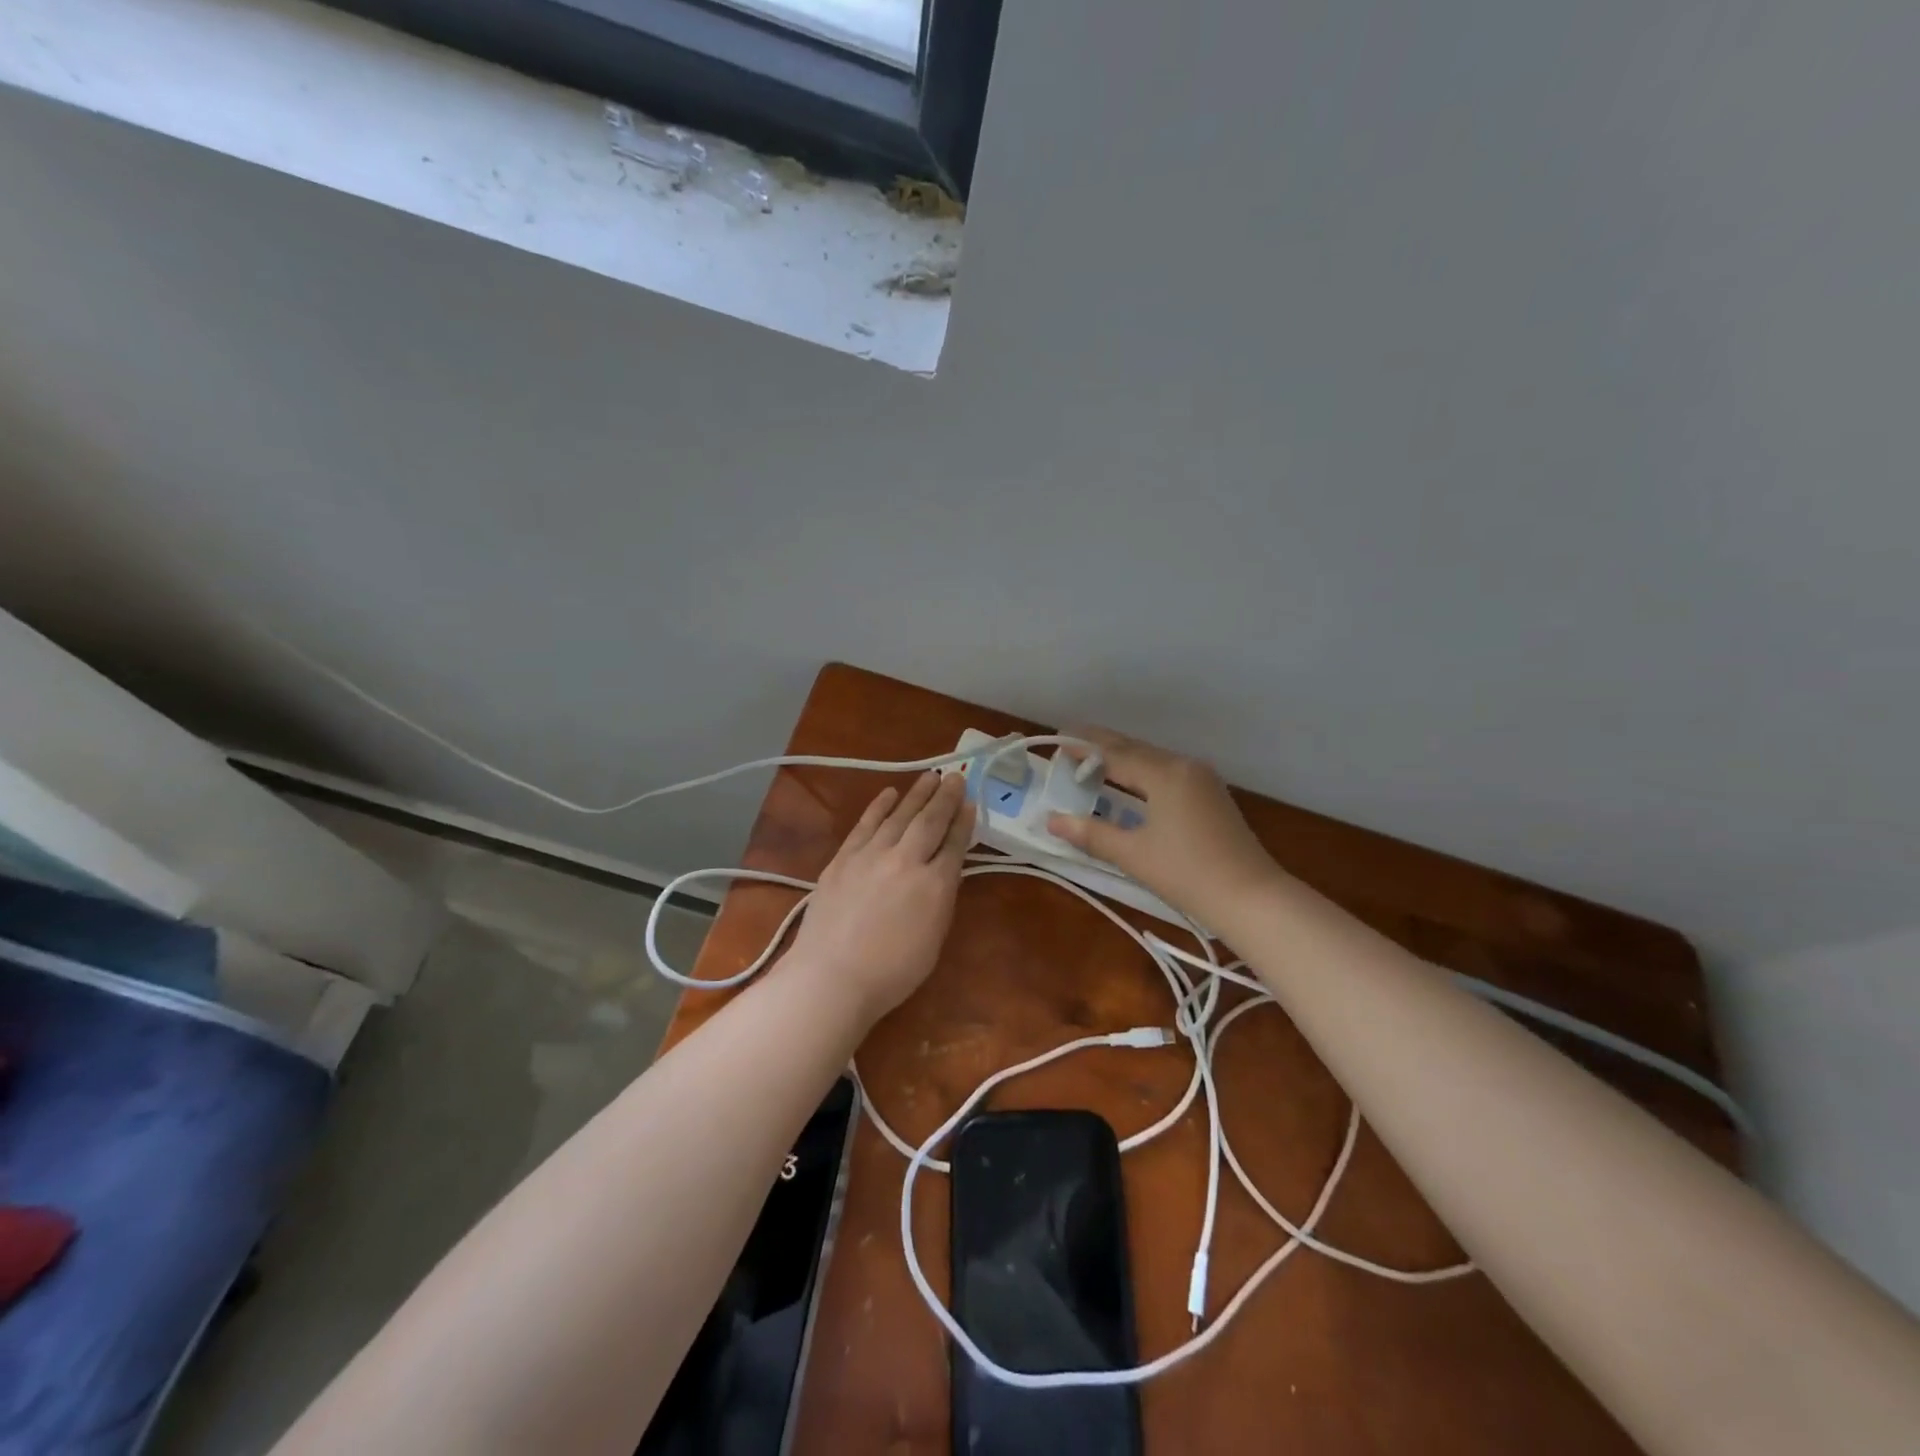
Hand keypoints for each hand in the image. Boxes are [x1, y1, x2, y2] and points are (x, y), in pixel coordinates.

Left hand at [787, 772, 973, 1030]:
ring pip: (899, 815)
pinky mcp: (843, 858)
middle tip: (955, 777)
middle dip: (945, 797)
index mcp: (935, 885)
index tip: (971, 801)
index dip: (964, 821)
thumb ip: (940, 899)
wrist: (832, 976)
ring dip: (917, 794)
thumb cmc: (891, 973)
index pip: (954, 844)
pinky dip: (879, 806)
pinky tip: (889, 793)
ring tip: (930, 776)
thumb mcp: (933, 939)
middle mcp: (906, 861)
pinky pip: (866, 824)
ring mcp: (871, 855)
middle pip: (930, 821)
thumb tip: (944, 870)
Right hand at [1046, 727, 1282, 925]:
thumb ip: (1091, 833)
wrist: (1252, 898)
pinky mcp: (1211, 795)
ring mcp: (1202, 779)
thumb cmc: (1188, 874)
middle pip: (1134, 749)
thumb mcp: (1133, 854)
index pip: (1114, 753)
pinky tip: (1130, 783)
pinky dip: (1141, 772)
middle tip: (1069, 741)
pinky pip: (1167, 772)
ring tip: (1092, 761)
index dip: (1082, 747)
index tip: (1057, 739)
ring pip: (1153, 759)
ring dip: (1122, 758)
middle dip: (1101, 745)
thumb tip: (1051, 820)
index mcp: (1164, 774)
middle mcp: (1184, 766)